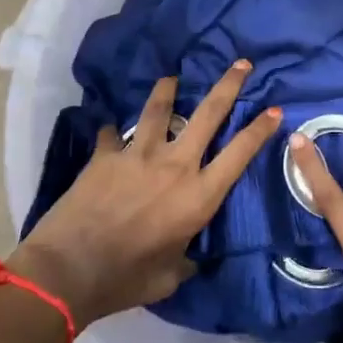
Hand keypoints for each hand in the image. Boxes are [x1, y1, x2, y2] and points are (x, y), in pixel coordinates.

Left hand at [14, 63, 281, 328]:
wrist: (68, 271)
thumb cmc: (126, 279)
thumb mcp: (169, 277)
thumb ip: (184, 259)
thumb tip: (188, 256)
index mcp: (198, 196)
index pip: (239, 154)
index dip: (260, 130)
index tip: (274, 110)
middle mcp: (175, 166)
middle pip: (208, 114)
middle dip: (228, 85)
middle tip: (241, 63)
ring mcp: (139, 155)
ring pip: (159, 109)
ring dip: (168, 90)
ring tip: (172, 77)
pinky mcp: (105, 156)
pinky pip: (112, 135)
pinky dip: (114, 132)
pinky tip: (111, 131)